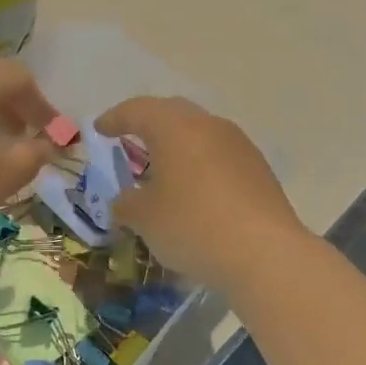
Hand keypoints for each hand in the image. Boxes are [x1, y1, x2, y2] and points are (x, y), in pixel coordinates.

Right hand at [95, 96, 307, 292]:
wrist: (265, 253)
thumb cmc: (193, 226)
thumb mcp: (145, 219)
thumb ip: (126, 204)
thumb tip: (125, 202)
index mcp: (175, 129)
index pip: (138, 110)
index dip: (115, 119)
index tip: (100, 128)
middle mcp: (210, 126)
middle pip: (173, 114)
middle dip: (149, 123)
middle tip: (130, 138)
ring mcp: (240, 146)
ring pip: (200, 134)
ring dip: (178, 145)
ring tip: (162, 167)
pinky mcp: (259, 170)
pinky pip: (219, 156)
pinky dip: (200, 164)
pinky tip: (194, 190)